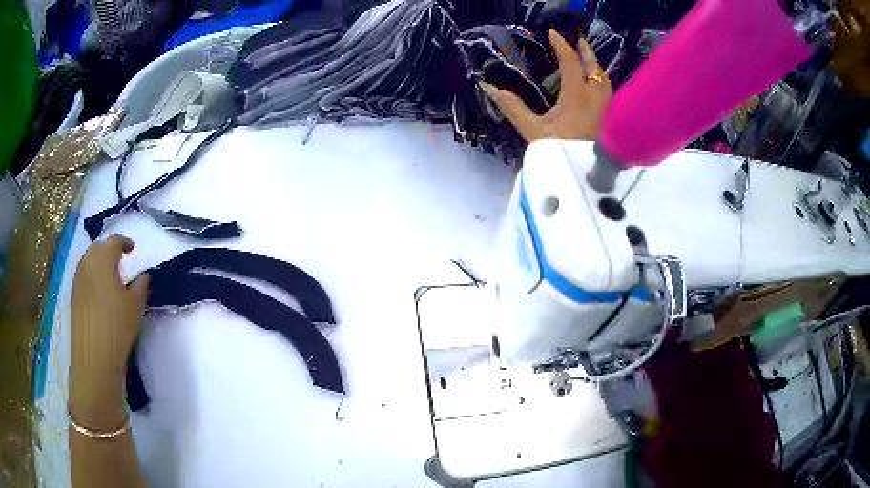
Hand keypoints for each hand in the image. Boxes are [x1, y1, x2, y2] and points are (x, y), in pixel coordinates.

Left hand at [71, 236, 149, 389]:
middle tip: (121, 264)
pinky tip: (100, 295)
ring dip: (100, 265)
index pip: (114, 242)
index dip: (124, 243)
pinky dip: (93, 278)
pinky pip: (84, 277)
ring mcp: (78, 280)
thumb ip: (140, 287)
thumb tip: (144, 276)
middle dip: (109, 252)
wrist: (94, 356)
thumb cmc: (116, 326)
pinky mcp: (74, 296)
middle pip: (98, 249)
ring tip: (111, 280)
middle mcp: (87, 263)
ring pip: (89, 262)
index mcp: (103, 260)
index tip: (132, 249)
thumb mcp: (134, 306)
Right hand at [480, 29, 612, 141]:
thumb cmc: (558, 153)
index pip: (571, 63)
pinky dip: (600, 82)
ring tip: (586, 60)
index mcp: (577, 98)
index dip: (562, 46)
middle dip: (586, 52)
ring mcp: (606, 112)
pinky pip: (608, 94)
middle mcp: (596, 101)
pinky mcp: (609, 122)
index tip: (552, 33)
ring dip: (595, 67)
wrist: (584, 181)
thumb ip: (512, 107)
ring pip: (605, 82)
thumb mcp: (532, 131)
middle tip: (577, 39)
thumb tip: (489, 87)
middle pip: (595, 69)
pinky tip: (593, 86)